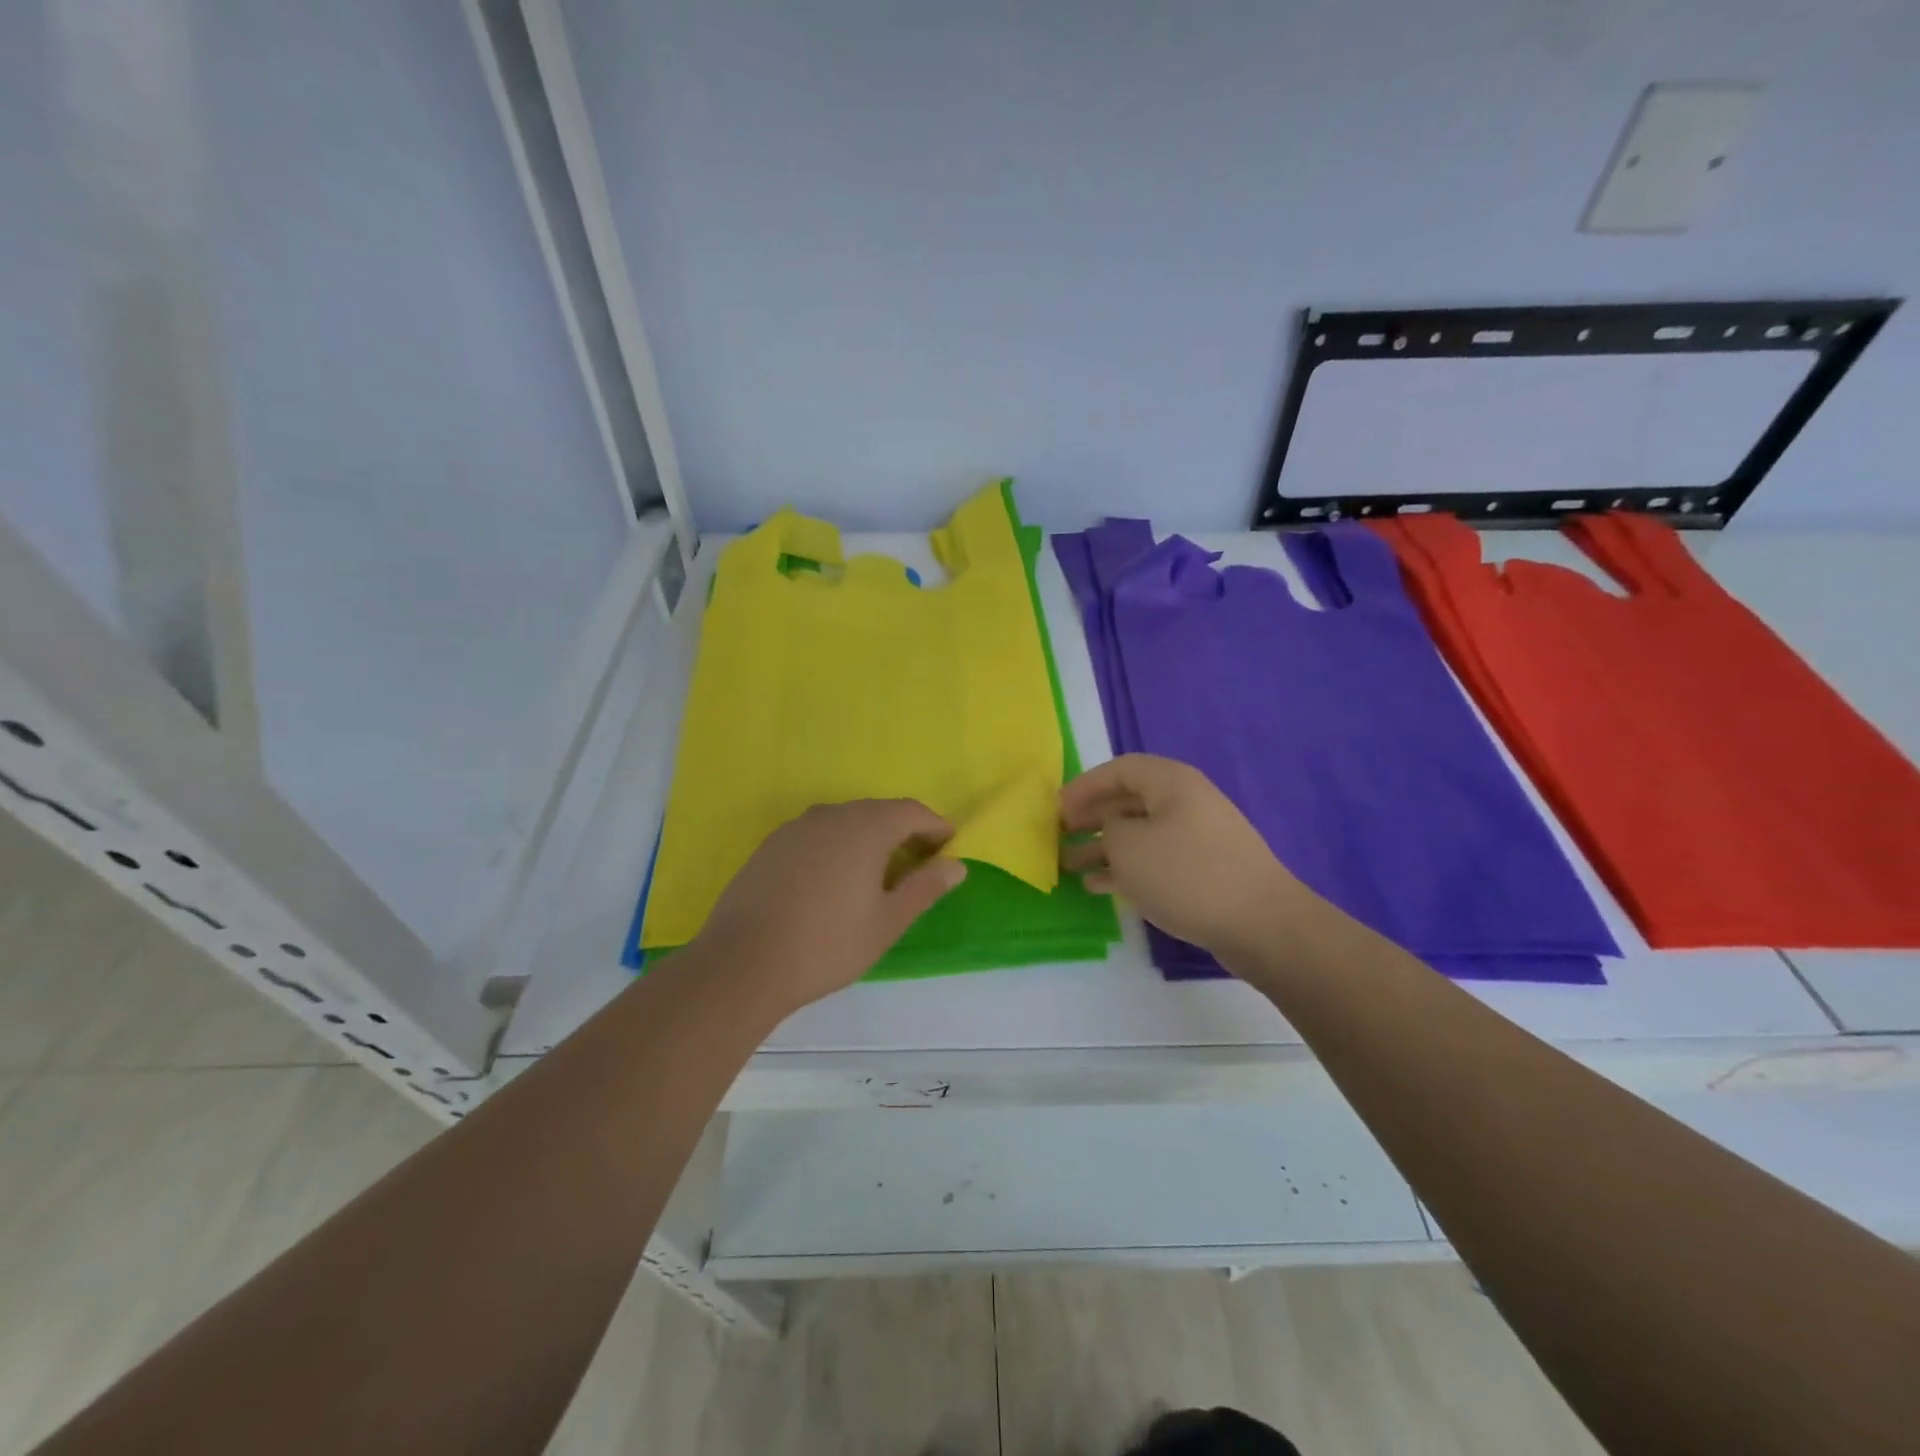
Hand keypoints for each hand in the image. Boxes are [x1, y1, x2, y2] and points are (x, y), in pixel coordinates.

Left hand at [691, 799, 966, 1018]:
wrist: (742, 963)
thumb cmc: (827, 944)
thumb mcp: (887, 922)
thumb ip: (925, 888)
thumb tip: (956, 866)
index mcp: (865, 827)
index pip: (911, 811)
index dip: (935, 826)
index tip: (948, 846)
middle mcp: (831, 815)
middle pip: (877, 812)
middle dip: (903, 830)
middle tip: (918, 862)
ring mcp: (796, 828)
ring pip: (844, 821)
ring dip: (868, 837)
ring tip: (877, 873)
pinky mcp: (770, 845)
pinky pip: (817, 834)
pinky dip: (836, 846)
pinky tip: (833, 880)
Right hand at [1060, 754, 1312, 961]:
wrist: (1261, 924)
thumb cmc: (1187, 874)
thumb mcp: (1129, 846)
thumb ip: (1108, 830)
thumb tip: (1113, 832)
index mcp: (1171, 782)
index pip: (1119, 769)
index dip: (1084, 786)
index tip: (1056, 810)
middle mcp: (1185, 803)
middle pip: (1128, 801)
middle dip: (1091, 818)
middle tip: (1059, 835)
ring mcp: (1197, 838)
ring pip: (1139, 835)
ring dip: (1103, 847)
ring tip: (1069, 865)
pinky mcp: (1203, 871)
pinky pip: (1154, 861)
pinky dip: (1126, 869)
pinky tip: (1098, 886)